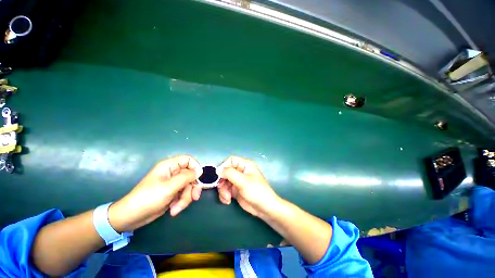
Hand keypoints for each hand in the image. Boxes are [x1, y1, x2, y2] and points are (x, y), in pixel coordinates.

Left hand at [109, 155, 201, 231]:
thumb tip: (199, 171)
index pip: (188, 160)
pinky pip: (184, 194)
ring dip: (186, 198)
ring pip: (189, 187)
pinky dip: (181, 202)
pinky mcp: (173, 193)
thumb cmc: (148, 198)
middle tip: (195, 197)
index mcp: (170, 166)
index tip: (198, 179)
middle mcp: (173, 173)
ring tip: (176, 208)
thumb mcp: (169, 187)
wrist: (132, 217)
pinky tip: (173, 210)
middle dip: (192, 188)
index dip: (195, 167)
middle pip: (191, 175)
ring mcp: (173, 183)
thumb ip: (186, 177)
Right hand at [217, 156, 280, 217]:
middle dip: (222, 182)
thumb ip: (230, 173)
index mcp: (245, 165)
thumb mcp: (243, 181)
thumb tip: (218, 170)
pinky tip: (228, 201)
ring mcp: (237, 181)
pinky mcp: (235, 190)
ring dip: (223, 190)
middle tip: (222, 189)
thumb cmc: (256, 191)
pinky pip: (225, 189)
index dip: (224, 166)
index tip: (219, 176)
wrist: (264, 208)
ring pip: (224, 182)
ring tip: (227, 198)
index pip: (231, 160)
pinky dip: (224, 195)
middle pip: (225, 172)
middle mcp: (240, 171)